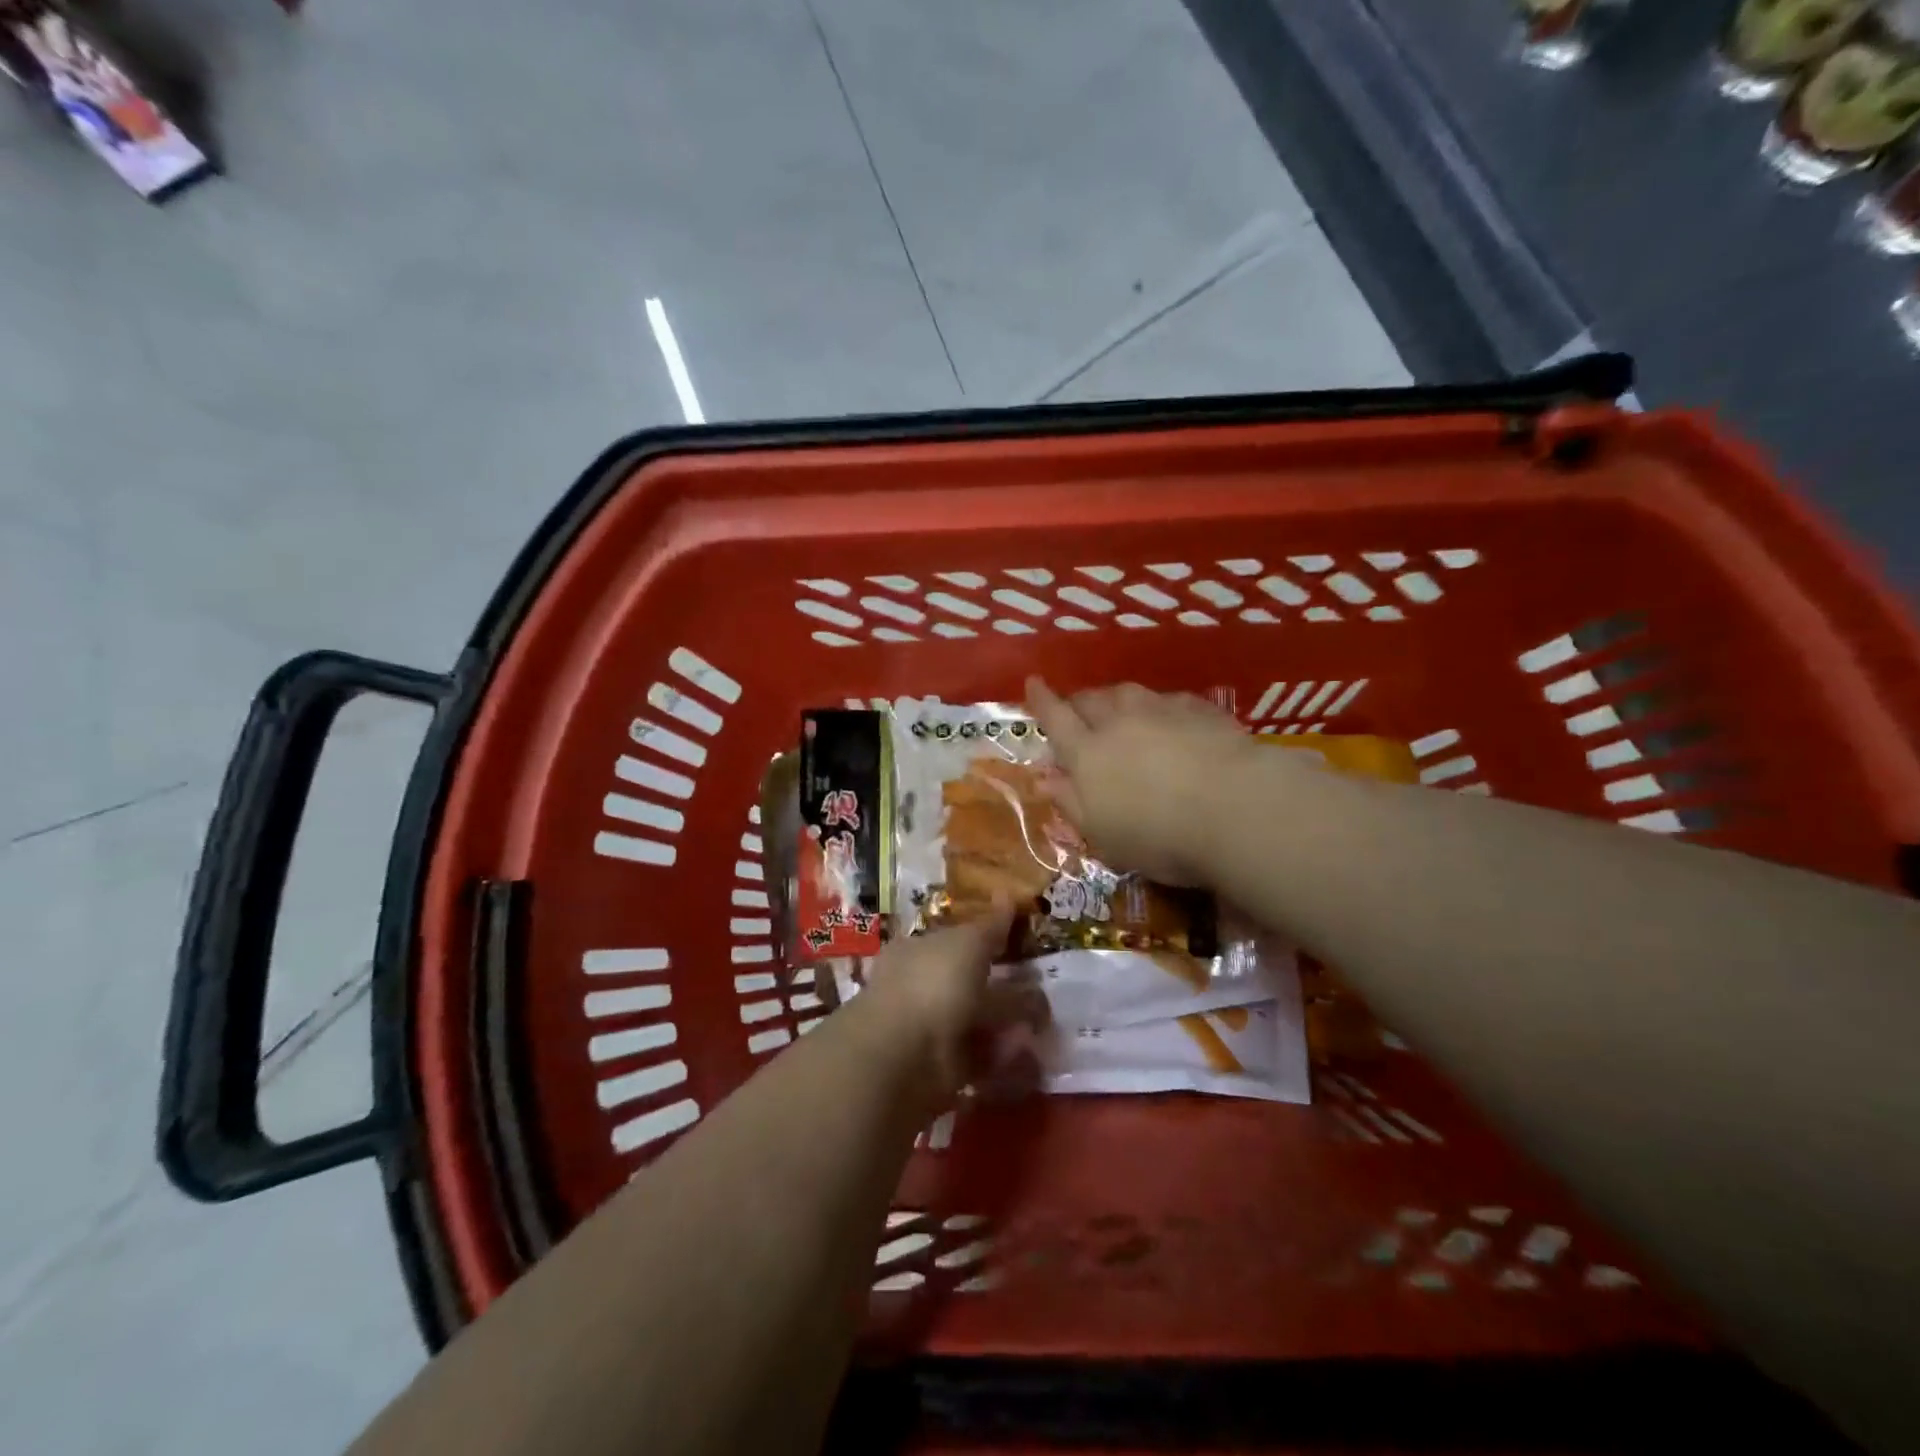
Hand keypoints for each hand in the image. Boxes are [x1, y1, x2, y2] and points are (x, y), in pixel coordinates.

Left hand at [853, 915, 1048, 1110]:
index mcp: (917, 952)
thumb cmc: (933, 983)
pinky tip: (1028, 1053)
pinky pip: (981, 1060)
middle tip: (1043, 988)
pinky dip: (1004, 1059)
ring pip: (977, 1023)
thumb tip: (1007, 895)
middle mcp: (921, 988)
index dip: (986, 942)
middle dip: (1004, 988)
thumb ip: (991, 925)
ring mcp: (931, 1031)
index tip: (1019, 947)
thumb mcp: (968, 943)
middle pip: (969, 985)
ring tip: (1044, 1023)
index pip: (954, 942)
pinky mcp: (944, 1070)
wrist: (905, 1057)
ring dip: (1009, 1024)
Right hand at [1025, 677, 1255, 886]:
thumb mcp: (1103, 835)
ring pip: (1128, 692)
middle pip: (1090, 700)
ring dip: (1116, 699)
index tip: (1033, 683)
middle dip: (1078, 701)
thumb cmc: (1159, 836)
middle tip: (1076, 710)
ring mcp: (1161, 710)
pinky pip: (1168, 700)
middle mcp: (1119, 722)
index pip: (1055, 718)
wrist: (1235, 808)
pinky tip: (1169, 719)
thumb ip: (1071, 803)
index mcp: (1087, 754)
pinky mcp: (1200, 710)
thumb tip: (1045, 779)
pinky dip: (1159, 707)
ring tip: (1119, 709)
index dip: (1041, 701)